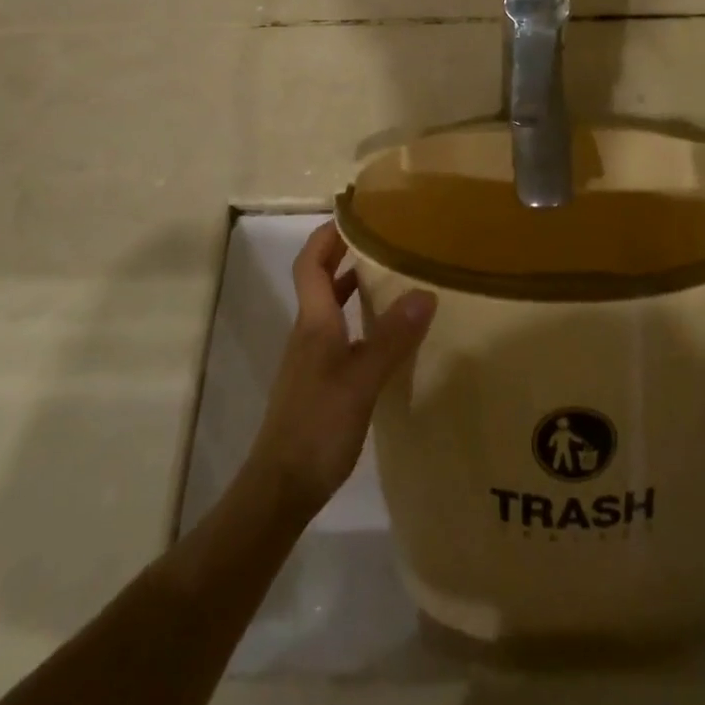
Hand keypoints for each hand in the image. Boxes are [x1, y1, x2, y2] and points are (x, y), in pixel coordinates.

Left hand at [245, 222, 436, 515]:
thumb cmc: (317, 427)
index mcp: (314, 322)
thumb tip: (425, 291)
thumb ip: (392, 337)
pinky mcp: (319, 384)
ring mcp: (311, 360)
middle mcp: (309, 333)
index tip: (356, 215)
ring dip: (354, 287)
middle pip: (319, 280)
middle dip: (345, 254)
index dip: (328, 235)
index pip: (310, 263)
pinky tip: (386, 336)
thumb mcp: (361, 380)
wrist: (280, 490)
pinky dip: (359, 321)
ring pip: (331, 309)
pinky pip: (339, 335)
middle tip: (385, 239)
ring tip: (393, 278)